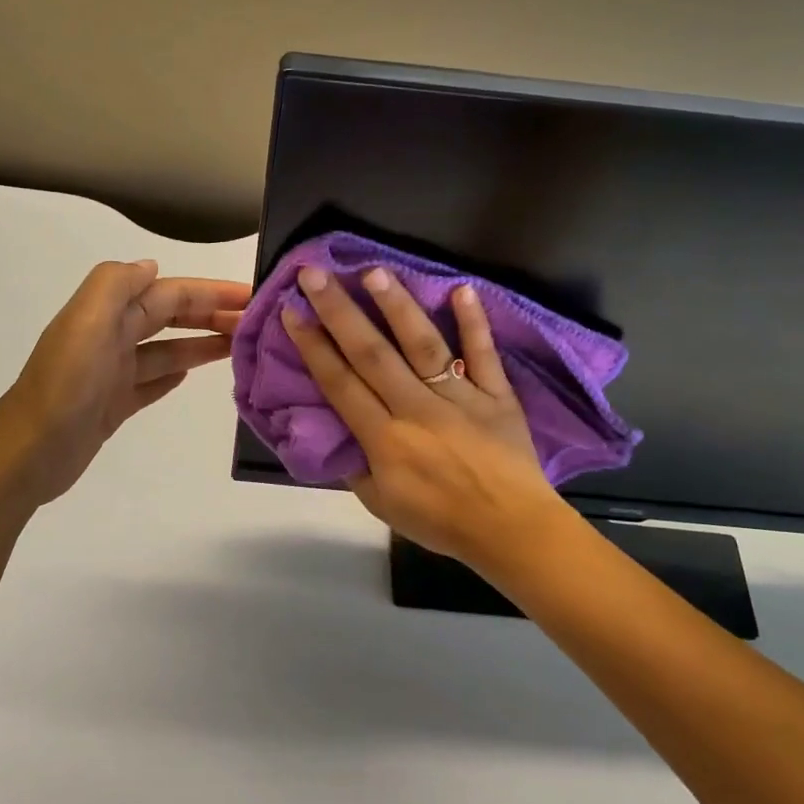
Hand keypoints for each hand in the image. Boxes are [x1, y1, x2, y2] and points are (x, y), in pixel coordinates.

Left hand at [0, 260, 249, 505]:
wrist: (30, 452)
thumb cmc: (66, 385)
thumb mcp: (87, 321)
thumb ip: (116, 285)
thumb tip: (151, 266)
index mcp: (107, 313)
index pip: (169, 293)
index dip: (210, 292)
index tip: (251, 295)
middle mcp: (111, 337)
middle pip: (169, 317)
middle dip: (211, 315)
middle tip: (254, 324)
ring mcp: (112, 373)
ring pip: (166, 350)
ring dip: (200, 344)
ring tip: (238, 347)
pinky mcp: (113, 405)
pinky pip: (150, 382)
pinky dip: (172, 374)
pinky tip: (191, 376)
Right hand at [282, 265, 568, 572]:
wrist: (510, 531)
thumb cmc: (441, 521)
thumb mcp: (381, 504)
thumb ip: (356, 465)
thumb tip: (338, 430)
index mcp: (385, 439)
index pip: (341, 383)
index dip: (313, 346)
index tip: (293, 311)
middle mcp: (417, 409)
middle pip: (372, 354)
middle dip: (339, 311)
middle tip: (315, 274)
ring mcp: (460, 397)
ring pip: (423, 346)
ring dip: (397, 307)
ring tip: (374, 271)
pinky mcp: (497, 395)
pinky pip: (484, 354)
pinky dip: (475, 323)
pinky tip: (461, 288)